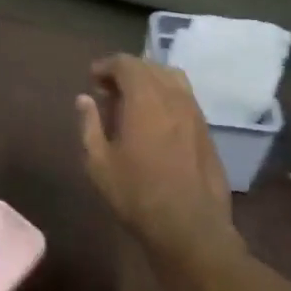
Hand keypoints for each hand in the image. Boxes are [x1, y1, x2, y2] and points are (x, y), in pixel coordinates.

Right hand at [77, 56, 241, 270]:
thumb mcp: (99, 163)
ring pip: (172, 78)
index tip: (92, 78)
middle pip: (150, 66)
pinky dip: (166, 95)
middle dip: (127, 71)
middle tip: (107, 90)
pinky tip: (155, 118)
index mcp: (145, 99)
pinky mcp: (206, 130)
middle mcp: (173, 97)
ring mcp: (195, 112)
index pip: (126, 64)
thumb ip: (90, 125)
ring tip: (132, 100)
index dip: (107, 65)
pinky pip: (185, 97)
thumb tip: (84, 99)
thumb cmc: (137, 194)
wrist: (190, 226)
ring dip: (150, 80)